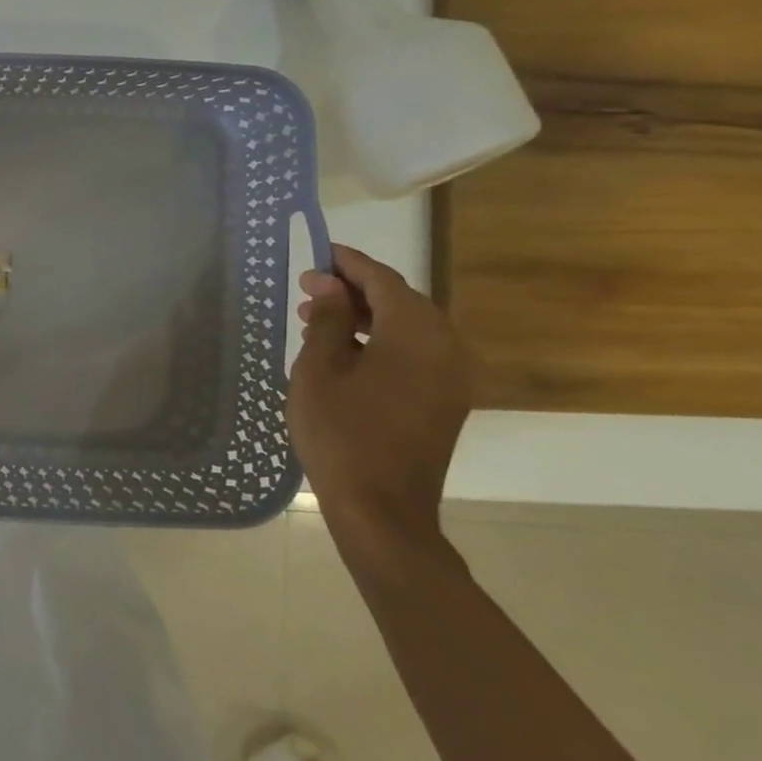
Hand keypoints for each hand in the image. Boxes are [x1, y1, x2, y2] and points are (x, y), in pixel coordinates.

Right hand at [288, 244, 471, 556]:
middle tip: (309, 289)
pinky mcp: (446, 399)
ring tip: (317, 318)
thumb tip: (330, 285)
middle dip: (355, 289)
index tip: (317, 253)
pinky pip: (416, 352)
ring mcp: (452, 377)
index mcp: (416, 335)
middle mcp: (446, 348)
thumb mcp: (319, 369)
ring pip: (409, 327)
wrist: (381, 508)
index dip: (349, 263)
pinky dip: (382, 340)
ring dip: (366, 316)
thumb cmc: (340, 432)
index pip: (384, 281)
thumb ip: (327, 320)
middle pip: (402, 301)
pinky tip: (344, 350)